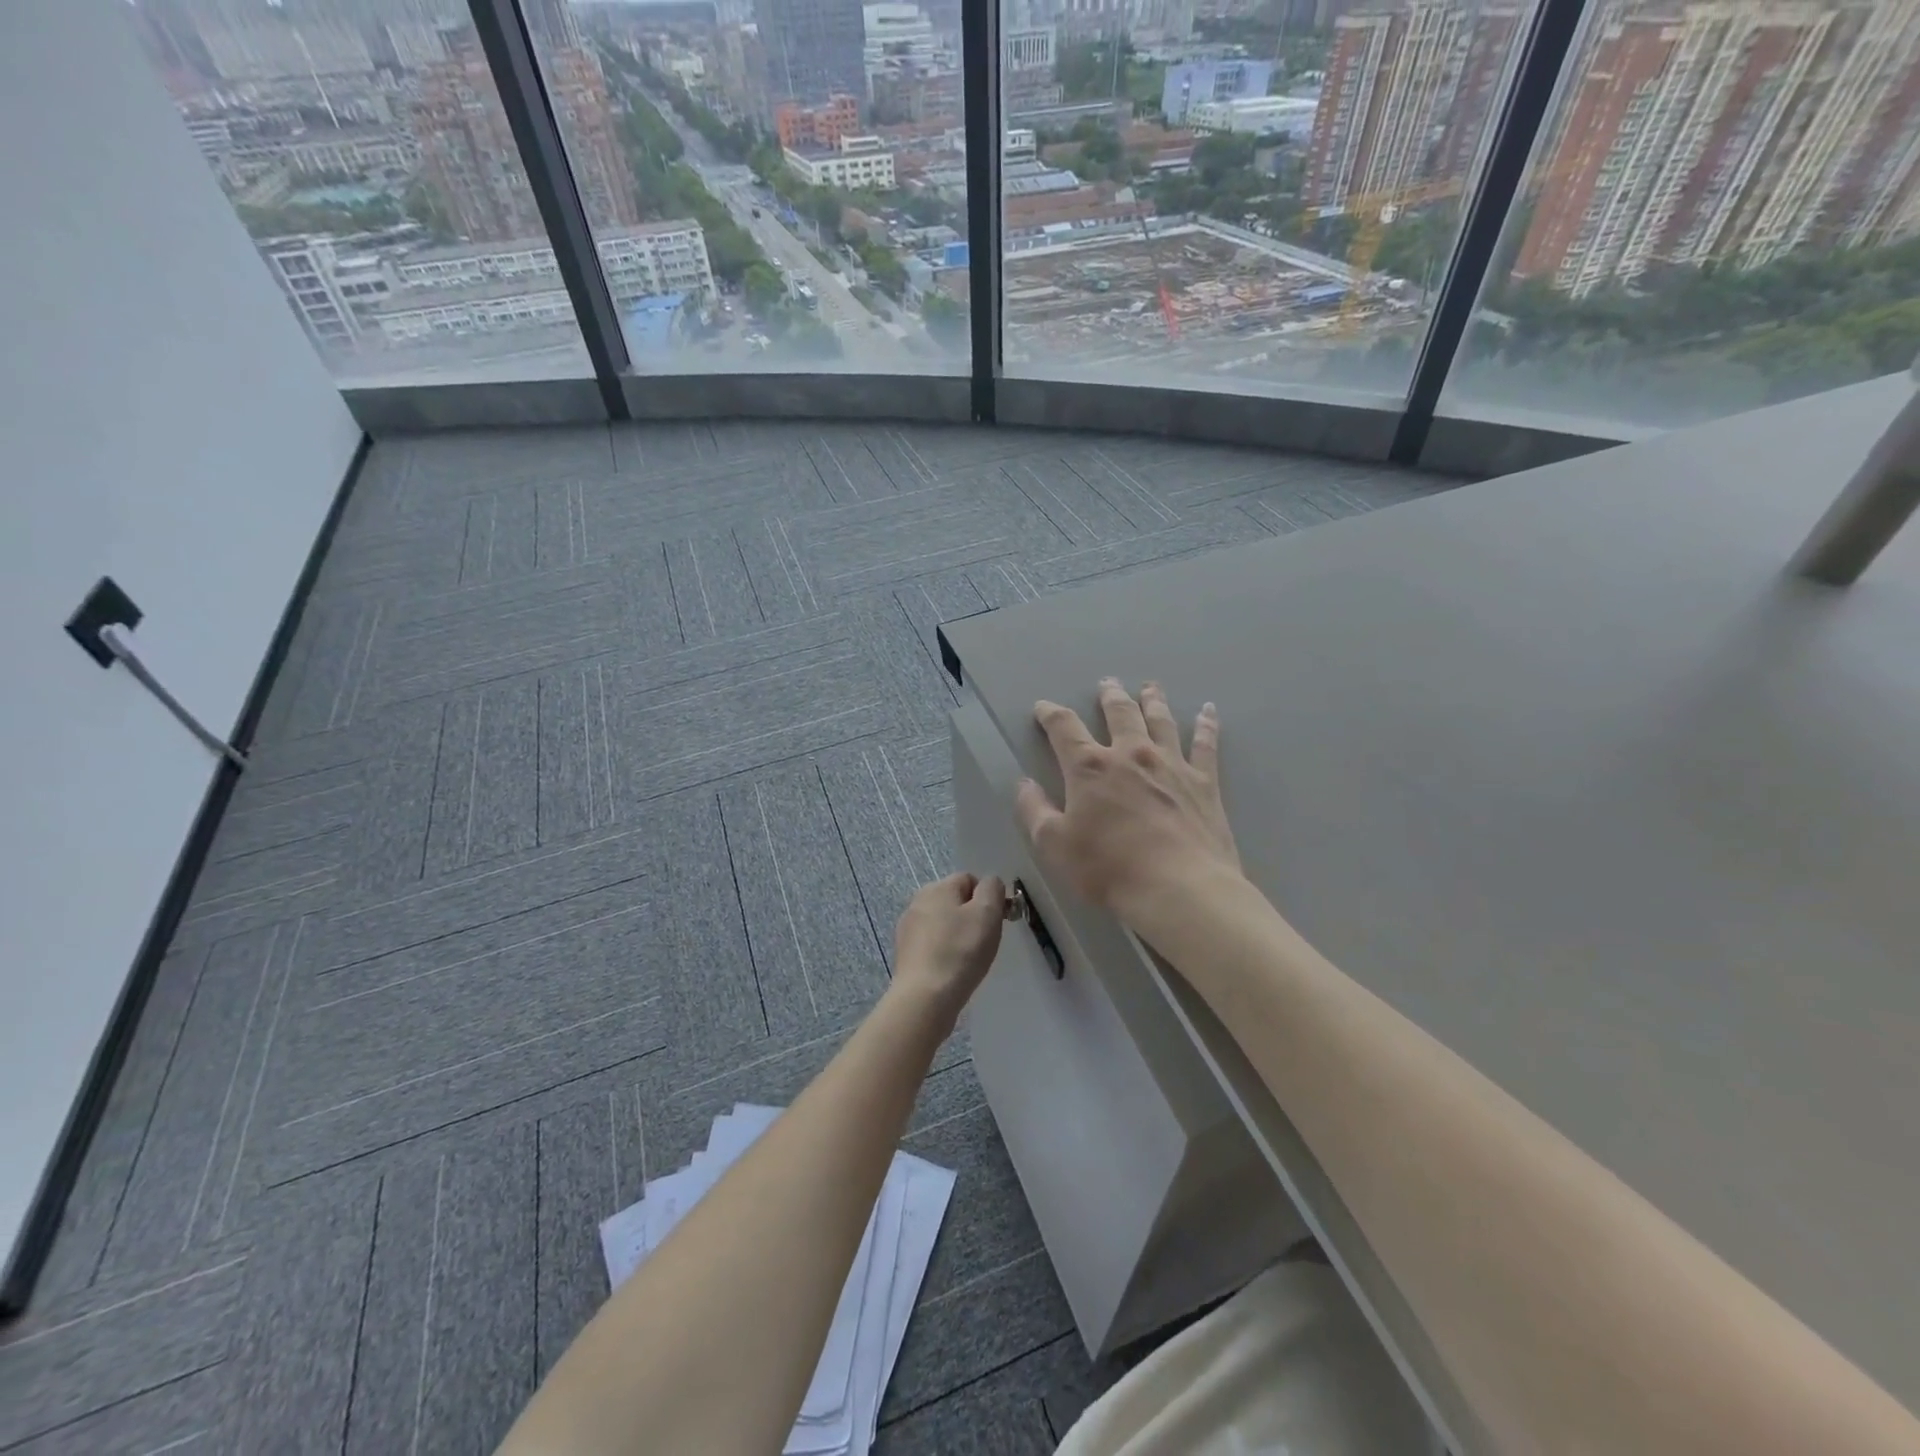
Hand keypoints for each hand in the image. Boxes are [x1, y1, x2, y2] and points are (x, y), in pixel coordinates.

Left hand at [891, 872, 1005, 1024]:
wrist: (925, 997)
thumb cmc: (961, 951)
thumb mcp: (987, 913)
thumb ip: (992, 889)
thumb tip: (990, 883)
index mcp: (937, 887)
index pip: (969, 879)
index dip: (987, 898)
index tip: (996, 922)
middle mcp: (918, 901)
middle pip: (954, 901)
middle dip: (972, 916)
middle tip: (984, 941)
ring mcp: (908, 928)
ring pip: (943, 923)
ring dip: (957, 935)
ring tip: (968, 959)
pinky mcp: (905, 952)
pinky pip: (932, 944)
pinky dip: (944, 951)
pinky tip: (951, 969)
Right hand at [1016, 679, 1242, 937]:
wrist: (1180, 888)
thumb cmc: (1109, 869)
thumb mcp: (1054, 845)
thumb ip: (1035, 811)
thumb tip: (1023, 784)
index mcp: (1090, 767)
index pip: (1064, 728)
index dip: (1050, 714)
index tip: (1043, 707)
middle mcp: (1131, 754)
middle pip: (1119, 713)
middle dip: (1109, 696)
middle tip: (1107, 683)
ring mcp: (1171, 764)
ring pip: (1160, 720)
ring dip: (1152, 700)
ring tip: (1150, 686)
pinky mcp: (1204, 782)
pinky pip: (1205, 744)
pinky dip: (1206, 724)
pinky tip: (1207, 710)